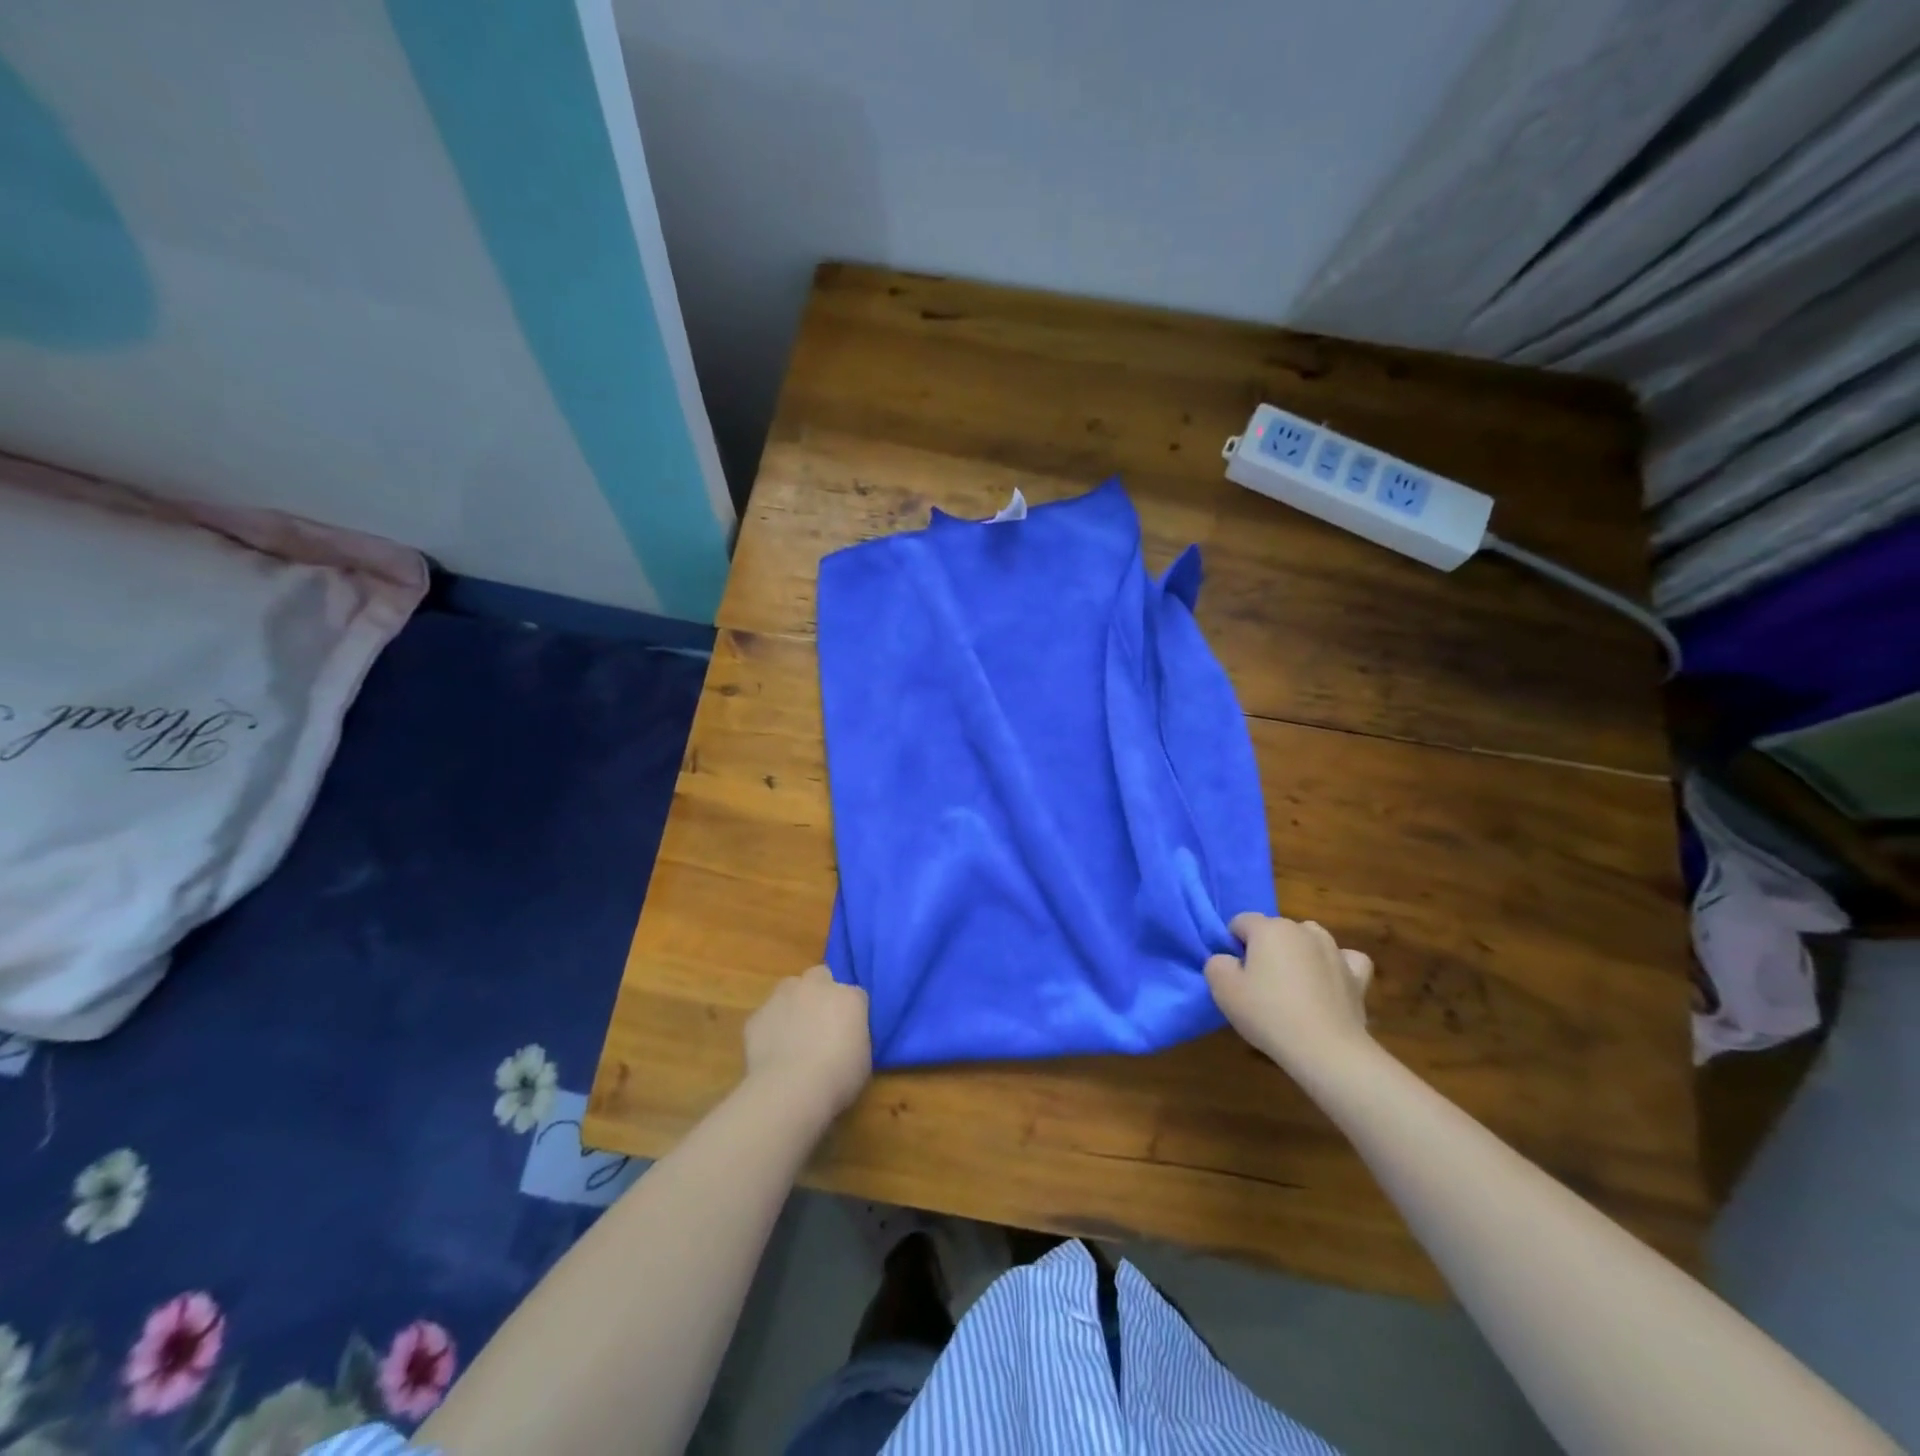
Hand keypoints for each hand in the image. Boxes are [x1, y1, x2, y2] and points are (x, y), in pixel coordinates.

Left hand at [743, 965, 871, 1119]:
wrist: (790, 1090)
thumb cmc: (837, 1077)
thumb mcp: (863, 1057)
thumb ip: (855, 1036)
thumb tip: (846, 1038)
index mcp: (849, 997)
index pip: (855, 994)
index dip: (851, 1011)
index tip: (849, 1030)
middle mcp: (816, 987)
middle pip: (820, 976)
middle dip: (820, 991)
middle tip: (820, 1020)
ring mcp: (783, 997)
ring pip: (789, 988)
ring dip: (793, 1003)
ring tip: (793, 1032)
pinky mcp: (757, 1015)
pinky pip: (767, 1016)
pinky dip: (770, 1027)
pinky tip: (772, 1050)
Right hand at [1205, 914, 1374, 1073]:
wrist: (1326, 1050)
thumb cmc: (1268, 1014)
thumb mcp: (1223, 989)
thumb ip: (1216, 963)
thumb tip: (1228, 960)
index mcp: (1269, 928)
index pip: (1240, 922)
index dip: (1233, 945)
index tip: (1234, 973)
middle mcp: (1303, 930)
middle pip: (1274, 930)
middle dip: (1265, 949)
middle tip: (1259, 985)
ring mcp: (1334, 950)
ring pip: (1308, 939)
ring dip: (1298, 954)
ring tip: (1293, 985)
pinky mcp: (1358, 975)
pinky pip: (1344, 959)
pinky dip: (1336, 965)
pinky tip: (1329, 981)